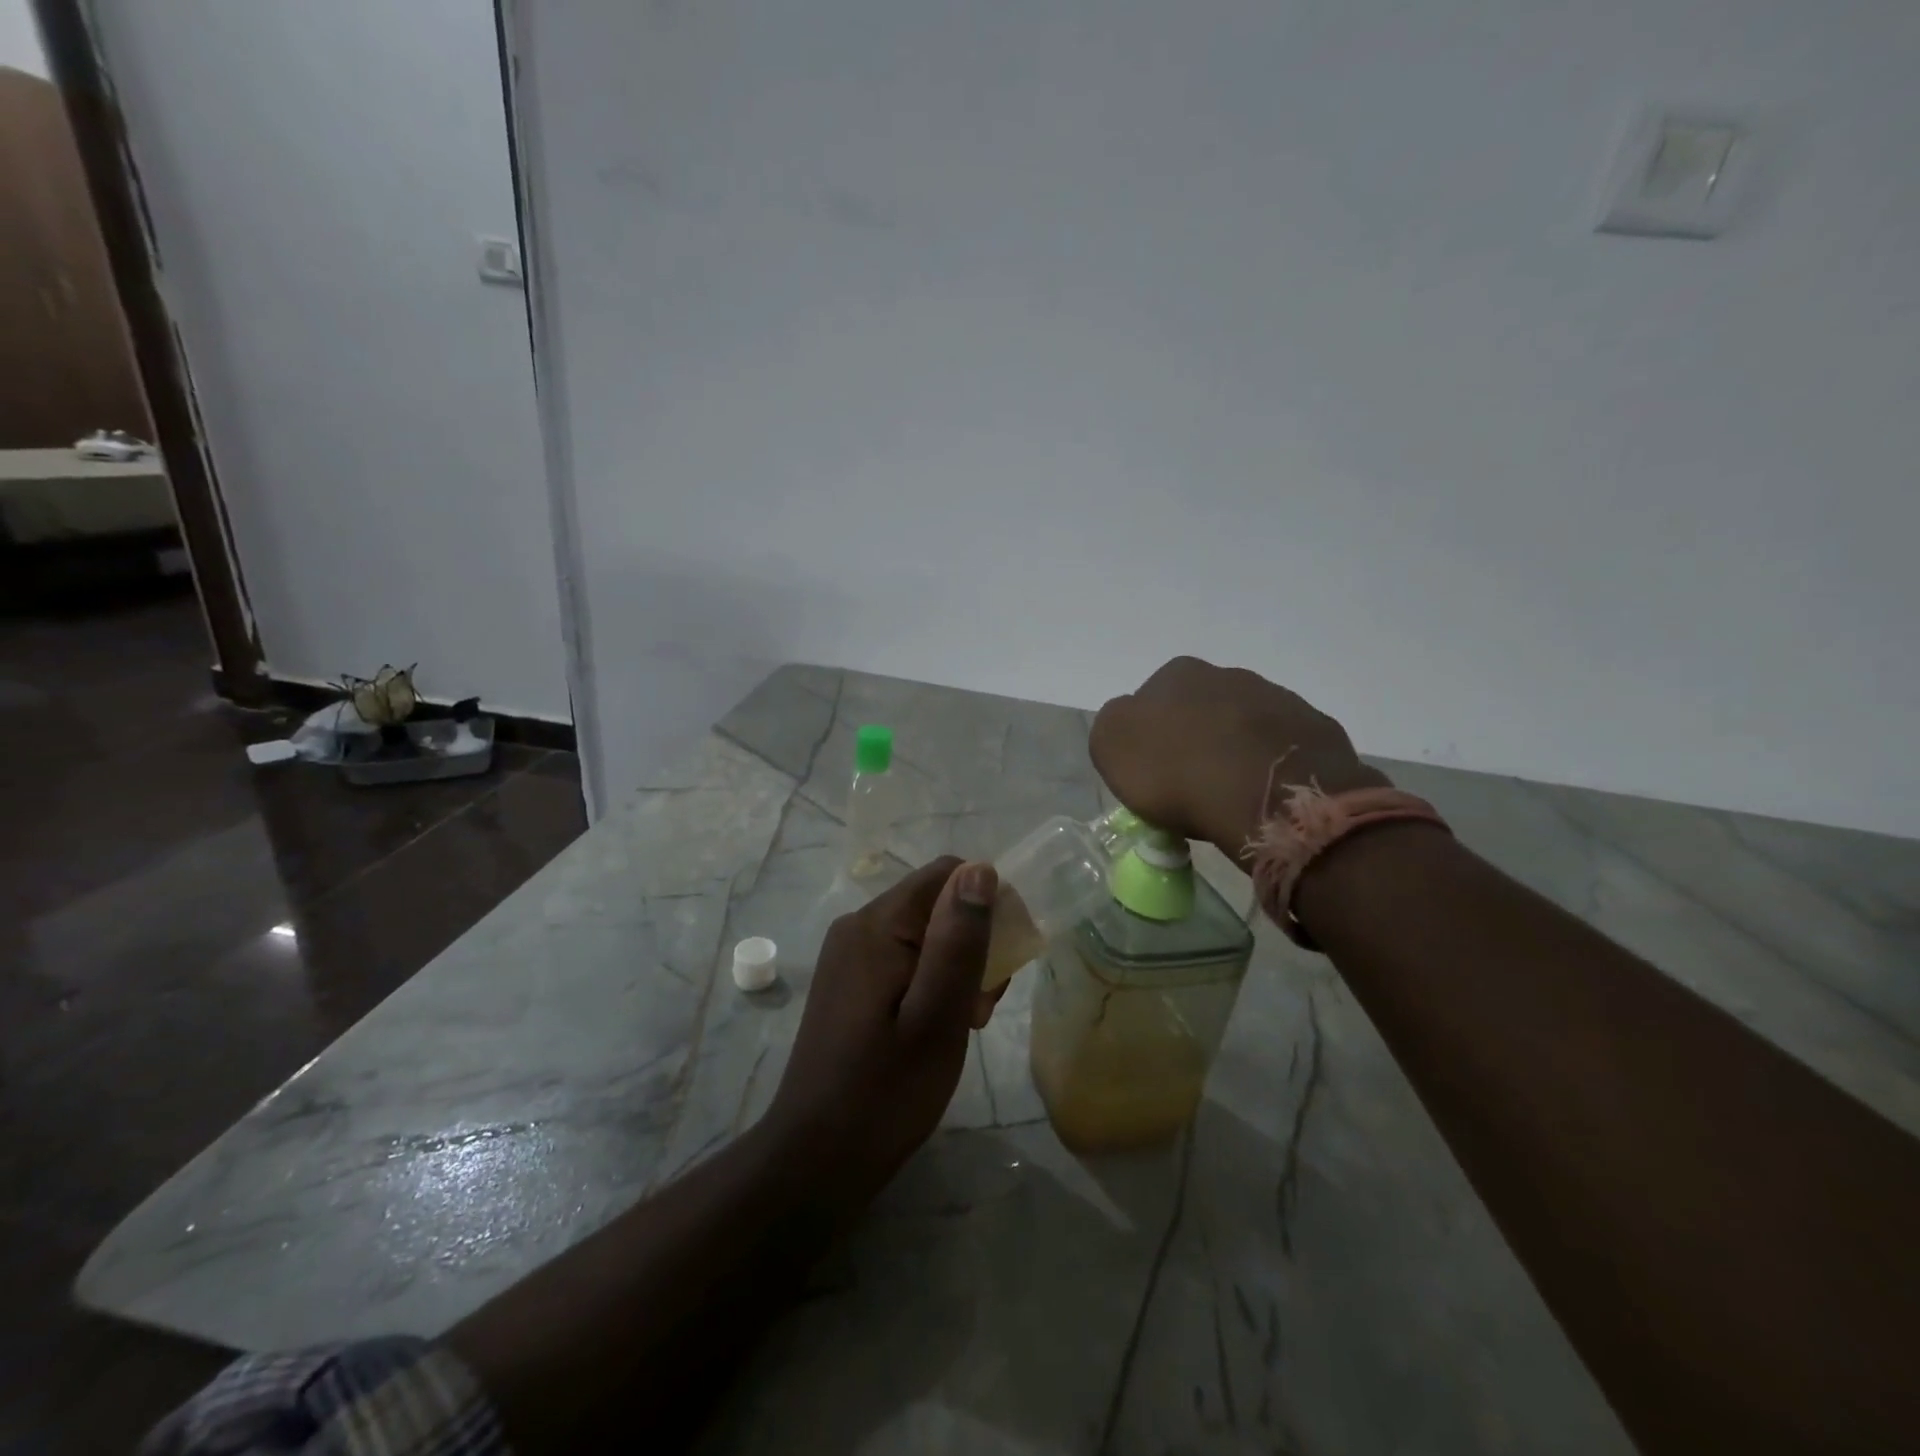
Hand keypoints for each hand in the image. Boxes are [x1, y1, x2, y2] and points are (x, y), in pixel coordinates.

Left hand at [763, 857, 999, 1203]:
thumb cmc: (886, 1092)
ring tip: (964, 1023)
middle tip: (982, 1007)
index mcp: (877, 924)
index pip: (948, 874)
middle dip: (973, 943)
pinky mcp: (850, 981)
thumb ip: (959, 940)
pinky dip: (932, 981)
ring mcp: (849, 954)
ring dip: (956, 967)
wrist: (816, 1159)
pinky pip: (904, 958)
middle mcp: (858, 926)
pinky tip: (937, 1028)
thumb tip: (981, 868)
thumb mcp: (938, 1016)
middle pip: (936, 903)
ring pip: (924, 933)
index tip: (1005, 959)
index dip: (988, 904)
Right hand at [1090, 656, 1388, 861]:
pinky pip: (1283, 751)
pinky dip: (1271, 770)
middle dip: (1195, 742)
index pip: (1151, 701)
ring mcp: (1279, 700)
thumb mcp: (1111, 746)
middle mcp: (1229, 675)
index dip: (1149, 739)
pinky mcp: (1317, 731)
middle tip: (1190, 787)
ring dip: (1235, 753)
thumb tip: (1131, 726)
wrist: (1270, 796)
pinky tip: (1265, 799)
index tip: (1152, 775)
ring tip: (1230, 799)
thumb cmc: (1179, 770)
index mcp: (1178, 674)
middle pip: (1201, 711)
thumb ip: (1114, 727)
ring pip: (1245, 728)